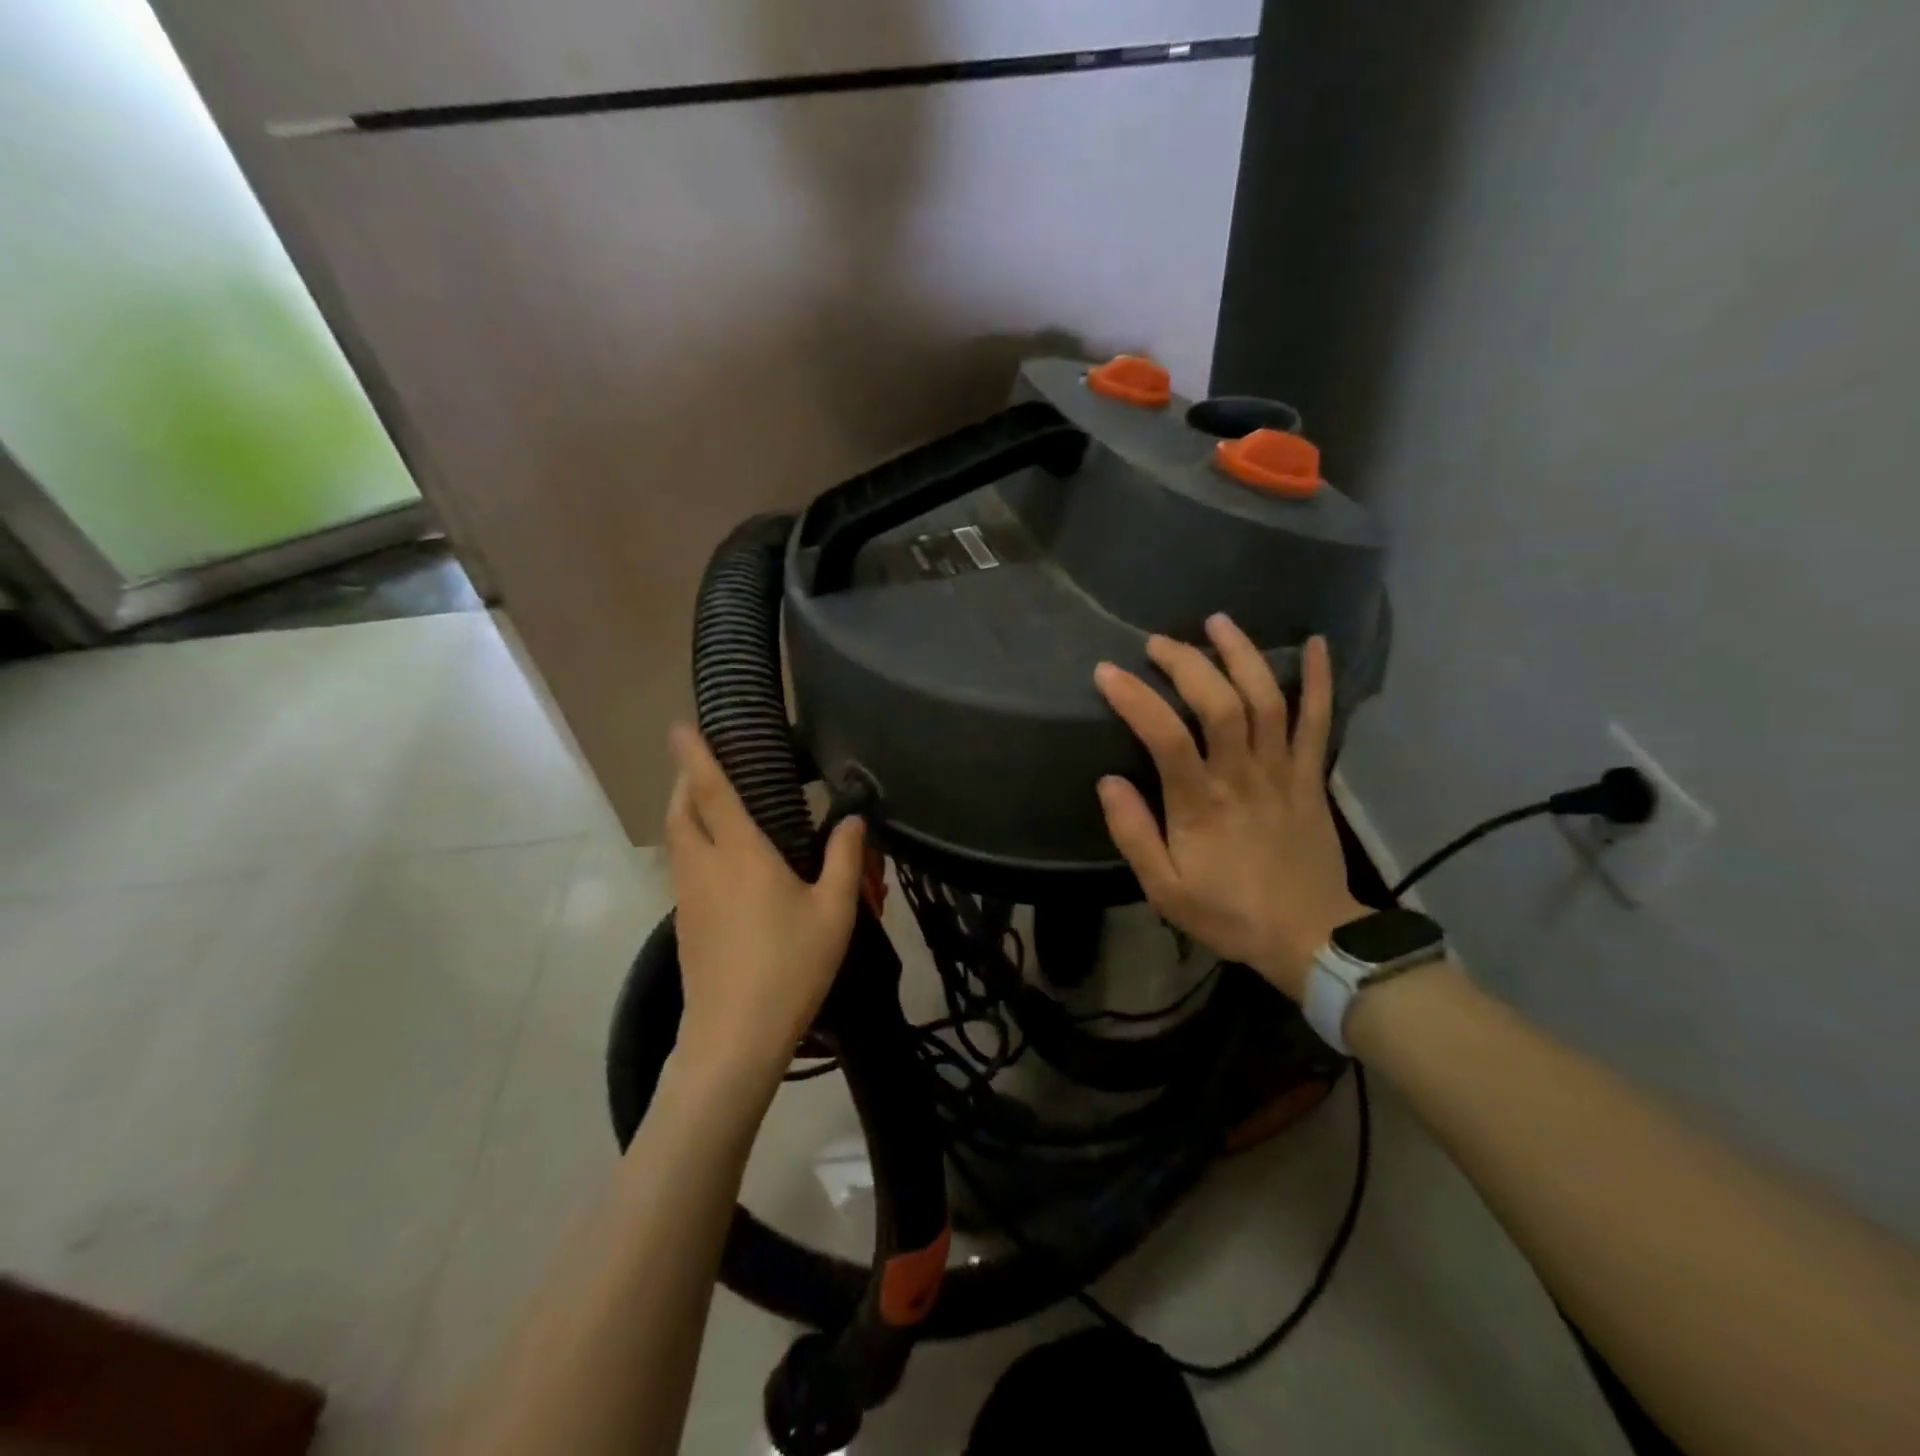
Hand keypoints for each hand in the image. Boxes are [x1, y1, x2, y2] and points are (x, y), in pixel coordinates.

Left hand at [664, 724, 865, 1080]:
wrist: (733, 1037)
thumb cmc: (790, 966)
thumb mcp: (834, 912)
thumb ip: (845, 859)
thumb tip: (853, 820)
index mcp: (741, 854)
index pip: (711, 791)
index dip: (695, 755)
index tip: (680, 726)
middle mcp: (705, 867)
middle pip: (681, 813)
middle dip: (684, 782)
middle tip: (704, 767)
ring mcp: (688, 898)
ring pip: (678, 842)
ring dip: (687, 816)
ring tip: (715, 810)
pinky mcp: (684, 926)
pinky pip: (684, 870)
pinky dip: (695, 849)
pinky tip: (725, 867)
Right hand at [1094, 617, 1366, 1000]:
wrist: (1311, 937)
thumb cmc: (1229, 914)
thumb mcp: (1165, 889)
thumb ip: (1134, 834)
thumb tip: (1108, 781)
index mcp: (1201, 804)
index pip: (1165, 736)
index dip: (1135, 698)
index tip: (1107, 673)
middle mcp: (1243, 775)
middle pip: (1221, 703)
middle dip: (1187, 663)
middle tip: (1158, 643)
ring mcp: (1283, 771)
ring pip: (1268, 700)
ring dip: (1243, 655)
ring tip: (1217, 621)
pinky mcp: (1310, 775)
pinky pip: (1319, 720)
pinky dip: (1318, 680)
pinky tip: (1315, 644)